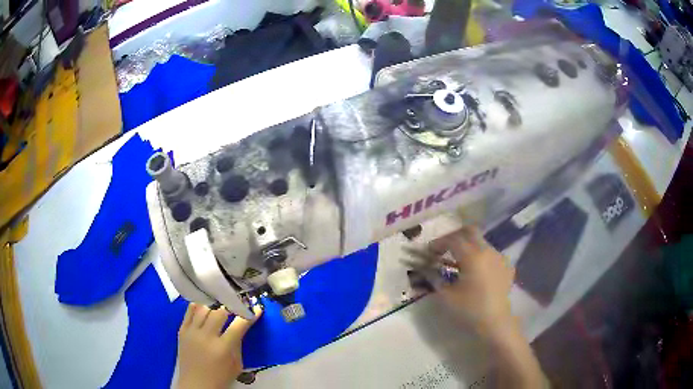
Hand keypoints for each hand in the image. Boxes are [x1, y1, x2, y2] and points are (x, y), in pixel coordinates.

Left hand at [177, 303, 262, 388]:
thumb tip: (241, 325)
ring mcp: (192, 332)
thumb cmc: (220, 377)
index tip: (256, 309)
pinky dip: (199, 306)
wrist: (196, 384)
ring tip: (220, 306)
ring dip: (214, 306)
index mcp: (223, 348)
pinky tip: (205, 307)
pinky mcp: (182, 330)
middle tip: (236, 307)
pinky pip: (189, 310)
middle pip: (219, 312)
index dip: (249, 315)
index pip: (238, 325)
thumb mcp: (237, 364)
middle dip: (230, 308)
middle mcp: (206, 337)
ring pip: (203, 308)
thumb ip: (238, 344)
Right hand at [429, 226, 515, 336]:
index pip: (453, 240)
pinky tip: (476, 270)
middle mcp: (487, 251)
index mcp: (472, 256)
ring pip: (481, 241)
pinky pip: (491, 253)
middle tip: (444, 248)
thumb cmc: (469, 310)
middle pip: (470, 231)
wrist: (495, 322)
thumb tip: (425, 268)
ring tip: (459, 262)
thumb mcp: (446, 296)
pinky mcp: (507, 266)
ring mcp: (499, 257)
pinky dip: (480, 256)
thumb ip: (434, 278)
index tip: (429, 251)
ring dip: (468, 246)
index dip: (439, 243)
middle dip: (455, 236)